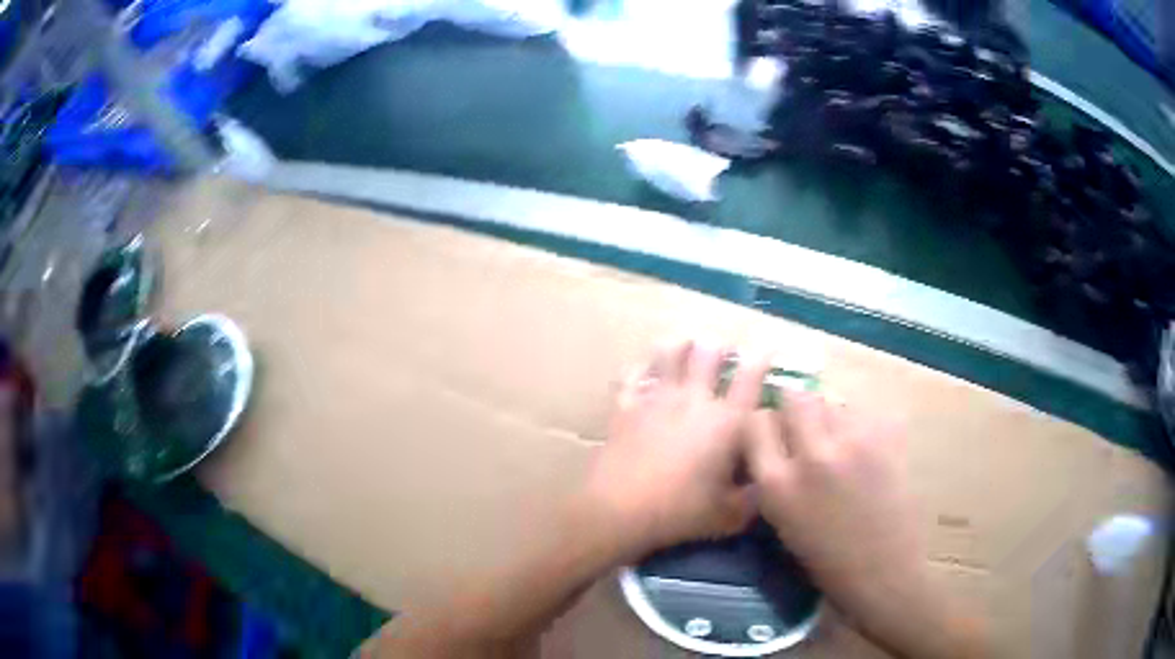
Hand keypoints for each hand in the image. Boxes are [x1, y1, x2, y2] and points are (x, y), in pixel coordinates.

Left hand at [581, 339, 771, 559]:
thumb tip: (766, 483)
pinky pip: (632, 375)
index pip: (750, 377)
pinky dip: (641, 369)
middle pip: (708, 352)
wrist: (620, 511)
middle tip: (724, 351)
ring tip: (687, 346)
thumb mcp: (729, 515)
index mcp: (726, 421)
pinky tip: (644, 372)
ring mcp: (656, 399)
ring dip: (681, 345)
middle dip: (720, 345)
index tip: (768, 349)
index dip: (762, 357)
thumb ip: (752, 497)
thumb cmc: (680, 513)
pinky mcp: (625, 407)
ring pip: (669, 353)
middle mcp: (693, 400)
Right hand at [745, 392, 987, 658]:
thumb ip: (776, 476)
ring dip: (835, 419)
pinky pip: (867, 414)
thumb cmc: (827, 560)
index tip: (776, 432)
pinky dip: (865, 428)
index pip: (755, 422)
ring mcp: (852, 443)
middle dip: (800, 409)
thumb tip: (780, 440)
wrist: (883, 572)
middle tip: (812, 430)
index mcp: (777, 484)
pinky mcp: (887, 438)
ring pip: (835, 402)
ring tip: (846, 447)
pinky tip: (872, 453)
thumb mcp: (783, 521)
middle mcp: (810, 456)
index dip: (766, 423)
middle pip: (796, 397)